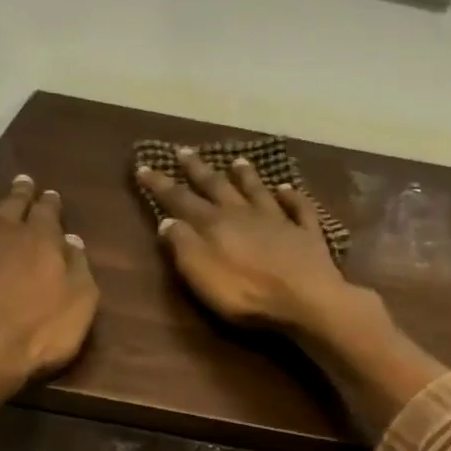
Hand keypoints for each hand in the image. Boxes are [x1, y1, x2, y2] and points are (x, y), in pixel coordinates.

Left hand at [0, 174, 97, 427]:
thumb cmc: (37, 333)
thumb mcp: (79, 305)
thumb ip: (78, 269)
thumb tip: (73, 241)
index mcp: (42, 239)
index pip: (48, 211)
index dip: (51, 202)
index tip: (52, 194)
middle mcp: (5, 231)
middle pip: (13, 203)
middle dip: (21, 192)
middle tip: (23, 181)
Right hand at [137, 148, 354, 332]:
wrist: (305, 300)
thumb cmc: (246, 293)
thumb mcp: (201, 273)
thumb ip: (182, 245)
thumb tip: (167, 220)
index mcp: (215, 224)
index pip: (181, 200)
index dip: (161, 185)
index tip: (144, 167)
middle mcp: (245, 214)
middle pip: (218, 187)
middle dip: (198, 170)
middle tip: (184, 150)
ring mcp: (279, 221)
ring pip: (258, 191)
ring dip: (246, 176)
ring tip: (237, 160)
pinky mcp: (306, 234)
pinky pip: (298, 208)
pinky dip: (292, 196)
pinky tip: (287, 188)